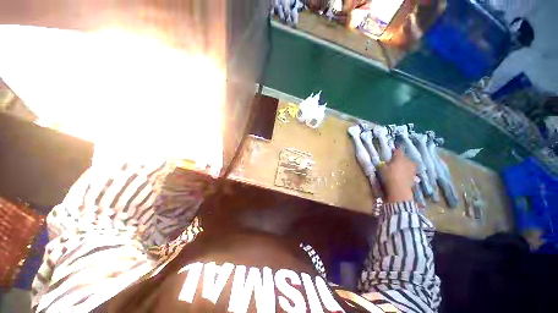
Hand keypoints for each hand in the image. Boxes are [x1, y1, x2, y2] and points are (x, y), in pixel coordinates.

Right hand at [378, 148, 415, 202]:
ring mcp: (412, 169)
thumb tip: (381, 162)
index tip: (393, 149)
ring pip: (409, 164)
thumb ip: (382, 164)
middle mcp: (408, 161)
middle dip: (401, 158)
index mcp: (400, 158)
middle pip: (405, 157)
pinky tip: (403, 174)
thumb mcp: (381, 169)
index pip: (398, 150)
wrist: (399, 189)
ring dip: (405, 164)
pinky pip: (410, 171)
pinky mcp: (414, 176)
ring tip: (400, 167)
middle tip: (395, 159)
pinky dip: (407, 171)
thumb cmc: (389, 176)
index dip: (396, 149)